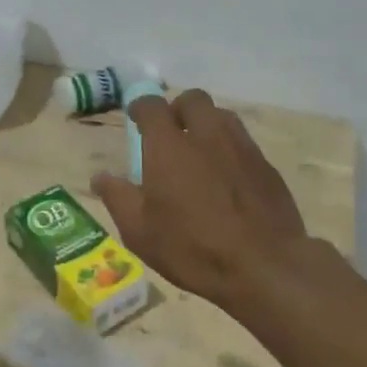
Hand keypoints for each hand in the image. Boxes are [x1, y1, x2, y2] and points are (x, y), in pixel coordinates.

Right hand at [92, 88, 310, 312]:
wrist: (264, 266)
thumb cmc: (192, 248)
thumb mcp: (140, 232)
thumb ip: (118, 198)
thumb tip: (100, 176)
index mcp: (169, 146)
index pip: (152, 106)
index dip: (141, 107)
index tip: (135, 118)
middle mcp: (206, 135)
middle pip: (193, 100)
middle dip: (178, 108)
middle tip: (170, 133)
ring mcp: (241, 148)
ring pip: (222, 116)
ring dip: (206, 124)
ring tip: (199, 151)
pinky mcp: (266, 166)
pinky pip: (243, 143)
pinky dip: (229, 149)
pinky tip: (227, 177)